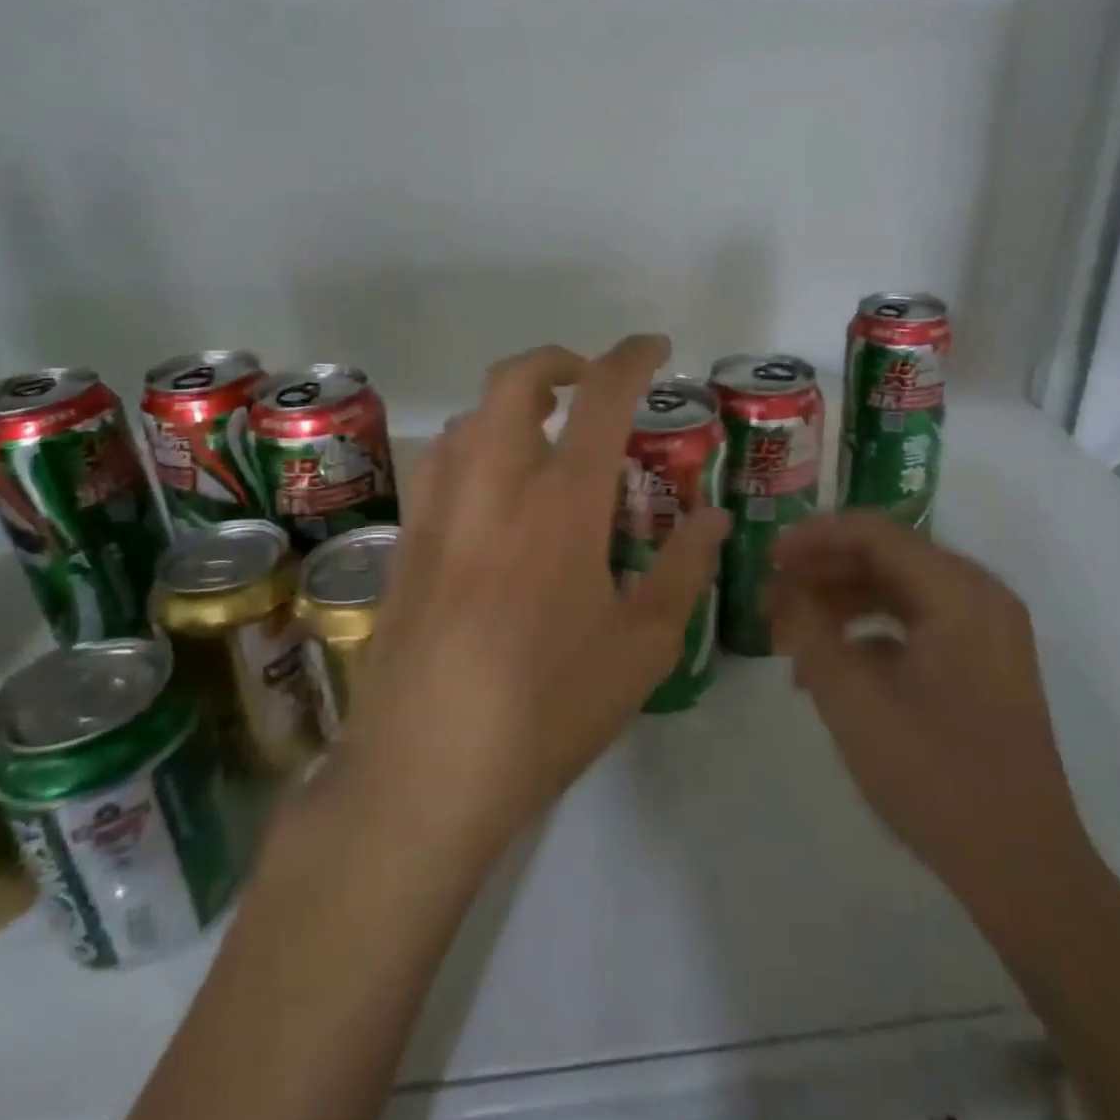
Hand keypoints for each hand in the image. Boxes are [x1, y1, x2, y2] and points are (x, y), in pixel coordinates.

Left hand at [336, 335, 729, 868]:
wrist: (426, 771)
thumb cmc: (549, 707)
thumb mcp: (643, 647)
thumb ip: (684, 569)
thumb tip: (712, 516)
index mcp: (562, 503)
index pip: (601, 397)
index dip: (632, 358)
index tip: (655, 349)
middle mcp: (495, 485)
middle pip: (514, 380)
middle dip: (557, 361)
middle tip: (590, 385)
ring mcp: (440, 510)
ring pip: (471, 418)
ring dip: (512, 406)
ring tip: (547, 439)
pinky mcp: (407, 543)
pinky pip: (442, 464)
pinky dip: (476, 448)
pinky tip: (495, 498)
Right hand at [769, 511, 1095, 925]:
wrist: (1022, 866)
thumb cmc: (934, 773)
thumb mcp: (851, 698)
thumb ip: (808, 630)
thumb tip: (781, 590)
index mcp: (957, 591)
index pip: (874, 532)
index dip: (814, 537)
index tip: (768, 556)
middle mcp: (978, 596)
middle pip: (887, 557)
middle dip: (823, 572)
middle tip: (772, 595)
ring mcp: (987, 632)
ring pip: (899, 591)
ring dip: (841, 603)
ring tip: (790, 632)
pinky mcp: (984, 665)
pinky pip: (917, 625)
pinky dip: (869, 633)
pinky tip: (829, 665)